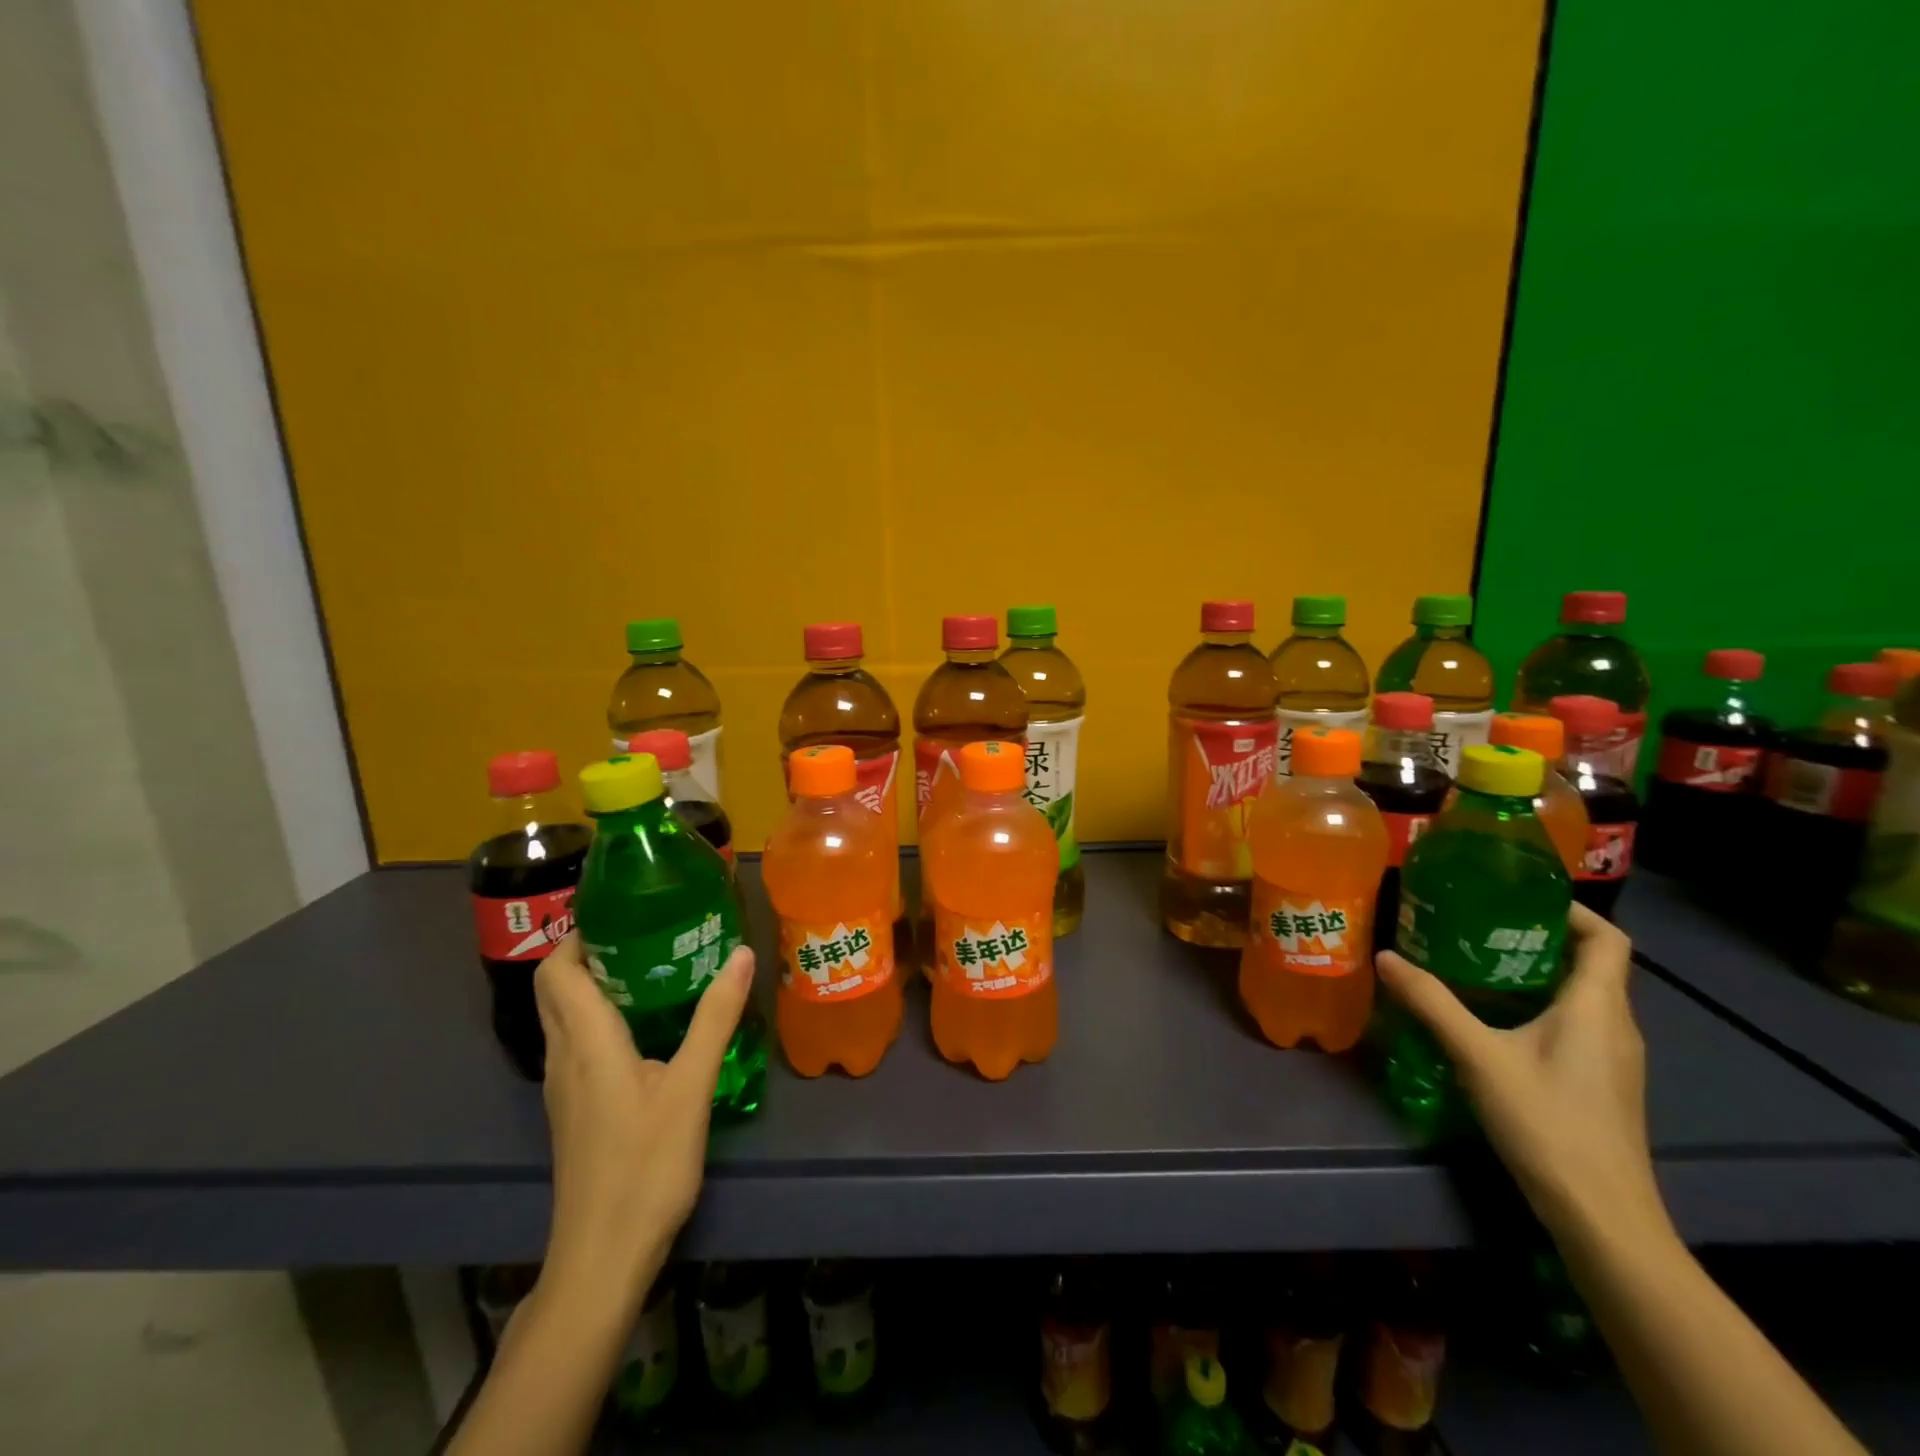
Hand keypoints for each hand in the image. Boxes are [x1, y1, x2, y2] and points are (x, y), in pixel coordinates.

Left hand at [533, 934, 754, 1296]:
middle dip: (588, 953)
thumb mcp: (691, 1087)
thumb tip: (741, 953)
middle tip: (644, 931)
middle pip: (555, 989)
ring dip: (594, 984)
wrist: (602, 1257)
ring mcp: (563, 1088)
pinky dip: (599, 1018)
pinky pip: (576, 1044)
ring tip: (651, 966)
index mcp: (585, 1042)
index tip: (621, 911)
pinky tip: (646, 1027)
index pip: (556, 971)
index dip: (577, 935)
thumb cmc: (645, 1166)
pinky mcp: (574, 1111)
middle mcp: (563, 1057)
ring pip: (564, 1017)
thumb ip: (715, 1017)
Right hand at [1376, 903, 1668, 1243]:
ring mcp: (1612, 1058)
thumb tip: (1386, 957)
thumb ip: (1432, 1003)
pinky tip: (1491, 1017)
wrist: (1602, 1216)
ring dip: (1533, 971)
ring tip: (1473, 962)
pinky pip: (1573, 1023)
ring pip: (1580, 995)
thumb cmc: (1548, 1123)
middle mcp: (1615, 1025)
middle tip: (1476, 924)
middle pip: (1589, 963)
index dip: (1570, 909)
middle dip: (1535, 936)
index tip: (1516, 896)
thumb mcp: (1479, 1056)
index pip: (1607, 939)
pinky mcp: (1600, 1082)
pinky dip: (1537, 1005)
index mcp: (1597, 1008)